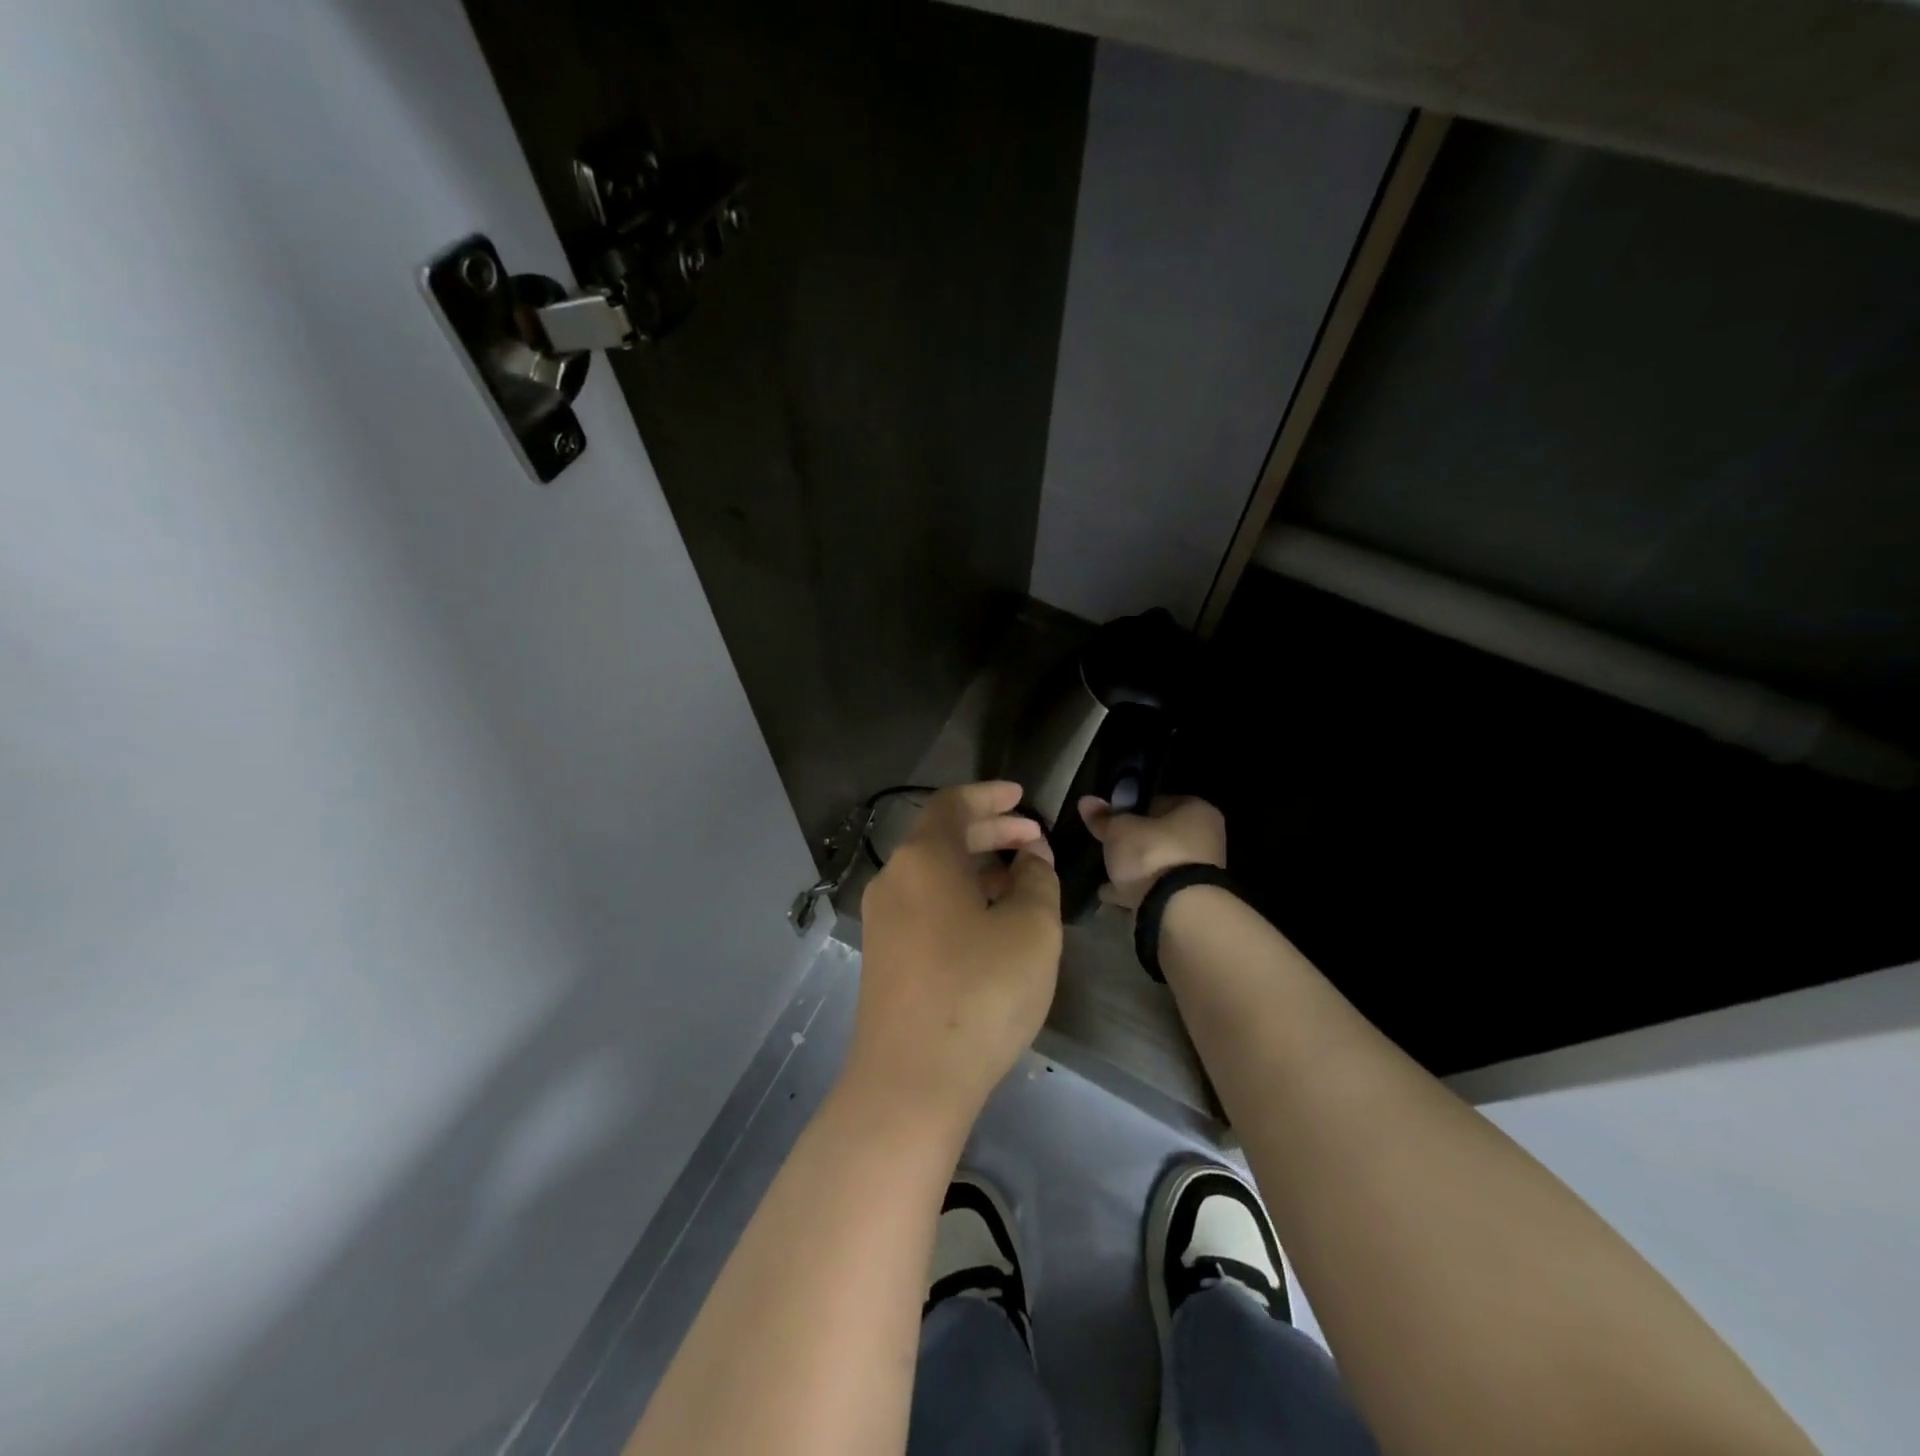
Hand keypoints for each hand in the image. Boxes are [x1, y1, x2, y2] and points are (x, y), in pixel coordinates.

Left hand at [847, 781, 1062, 1129]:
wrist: (910, 1081)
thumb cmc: (979, 992)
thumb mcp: (1031, 929)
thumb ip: (1037, 880)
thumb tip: (1029, 858)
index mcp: (923, 858)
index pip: (953, 804)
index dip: (990, 796)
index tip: (1023, 796)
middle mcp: (894, 879)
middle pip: (942, 837)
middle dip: (990, 831)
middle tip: (1033, 838)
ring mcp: (883, 920)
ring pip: (933, 873)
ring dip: (976, 867)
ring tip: (1021, 879)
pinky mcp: (883, 955)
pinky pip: (924, 904)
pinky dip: (958, 896)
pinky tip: (989, 921)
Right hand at [1077, 794, 1226, 910]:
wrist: (1178, 911)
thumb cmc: (1152, 854)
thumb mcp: (1118, 830)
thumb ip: (1103, 817)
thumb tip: (1085, 800)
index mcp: (1196, 810)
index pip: (1159, 801)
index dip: (1132, 808)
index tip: (1111, 820)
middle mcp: (1206, 838)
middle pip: (1160, 835)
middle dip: (1135, 842)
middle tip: (1108, 847)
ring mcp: (1201, 871)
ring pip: (1160, 864)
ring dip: (1135, 869)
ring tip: (1105, 875)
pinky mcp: (1191, 899)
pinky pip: (1158, 888)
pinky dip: (1138, 890)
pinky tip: (1112, 896)